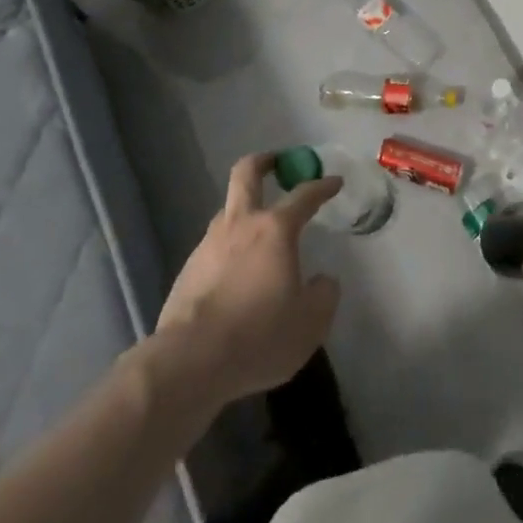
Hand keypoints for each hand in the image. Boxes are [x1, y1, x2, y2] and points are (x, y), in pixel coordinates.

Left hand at [155, 153, 343, 408]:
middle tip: (276, 161)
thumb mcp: (310, 322)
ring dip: (244, 209)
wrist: (191, 361)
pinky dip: (228, 248)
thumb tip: (322, 281)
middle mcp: (240, 225)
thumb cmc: (260, 335)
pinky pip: (214, 246)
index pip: (304, 195)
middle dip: (264, 162)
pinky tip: (235, 274)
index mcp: (275, 229)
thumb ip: (323, 295)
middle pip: (246, 174)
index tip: (334, 181)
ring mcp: (209, 244)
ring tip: (258, 230)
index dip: (322, 186)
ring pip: (227, 210)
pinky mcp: (188, 269)